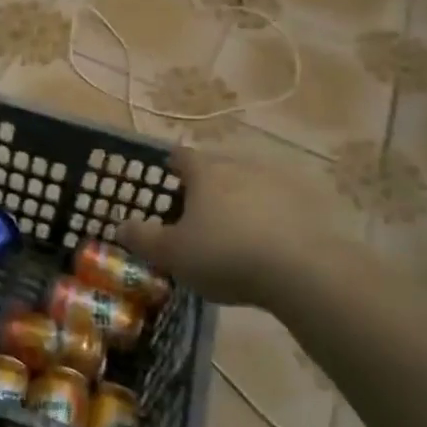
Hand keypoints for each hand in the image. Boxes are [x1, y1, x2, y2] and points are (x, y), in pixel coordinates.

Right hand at [117, 148, 361, 308]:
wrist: (301, 270)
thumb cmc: (225, 255)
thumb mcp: (172, 253)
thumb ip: (144, 238)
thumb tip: (120, 225)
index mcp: (206, 173)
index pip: (182, 157)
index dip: (172, 163)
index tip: (168, 171)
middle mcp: (241, 167)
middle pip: (218, 168)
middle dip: (207, 184)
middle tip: (197, 208)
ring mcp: (277, 184)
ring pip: (250, 185)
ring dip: (240, 200)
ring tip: (233, 228)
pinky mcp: (306, 205)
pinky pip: (278, 206)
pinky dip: (268, 218)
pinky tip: (267, 242)